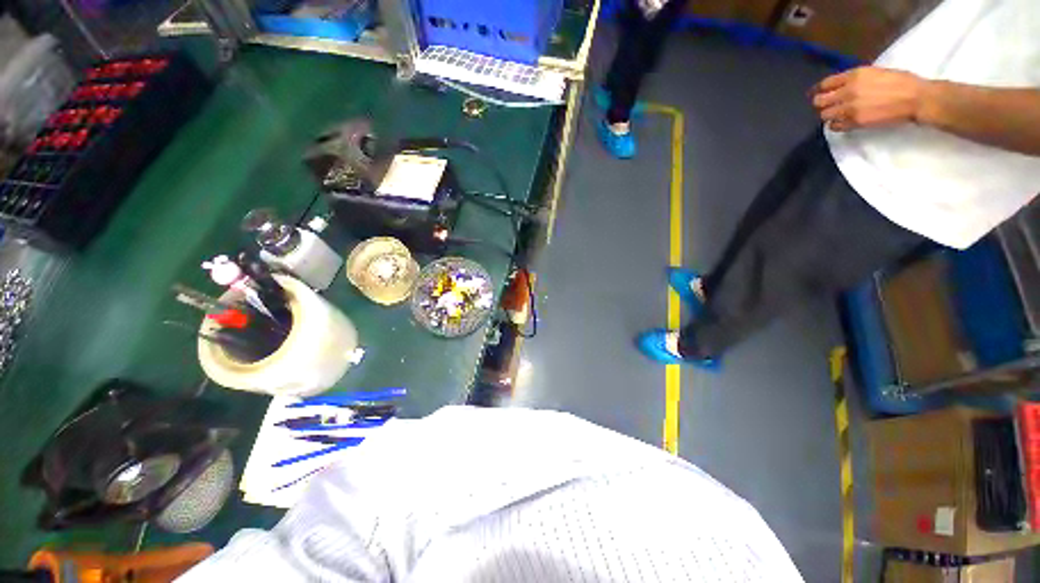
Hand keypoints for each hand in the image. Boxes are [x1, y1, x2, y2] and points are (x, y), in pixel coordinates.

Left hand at [810, 67, 928, 131]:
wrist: (916, 98)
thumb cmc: (901, 82)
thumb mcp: (875, 72)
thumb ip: (856, 79)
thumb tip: (842, 86)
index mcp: (854, 75)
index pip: (825, 83)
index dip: (821, 90)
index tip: (821, 93)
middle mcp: (848, 90)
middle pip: (819, 101)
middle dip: (821, 104)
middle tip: (827, 106)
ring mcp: (850, 107)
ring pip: (824, 115)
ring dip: (829, 115)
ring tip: (837, 114)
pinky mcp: (855, 121)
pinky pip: (834, 126)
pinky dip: (835, 125)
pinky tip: (843, 122)